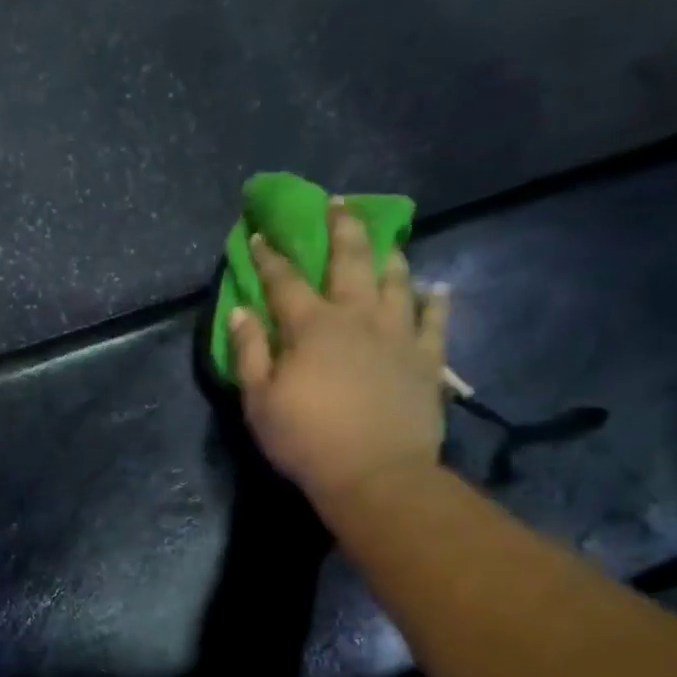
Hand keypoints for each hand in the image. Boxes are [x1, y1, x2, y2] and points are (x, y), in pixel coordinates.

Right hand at [228, 200, 451, 506]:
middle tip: (339, 202)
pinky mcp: (427, 359)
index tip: (262, 235)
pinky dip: (436, 303)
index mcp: (312, 326)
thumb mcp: (259, 402)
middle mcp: (357, 317)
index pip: (285, 281)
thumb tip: (240, 312)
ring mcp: (398, 335)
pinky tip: (437, 289)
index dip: (271, 257)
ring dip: (389, 257)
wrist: (375, 474)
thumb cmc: (307, 440)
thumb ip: (249, 353)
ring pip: (396, 282)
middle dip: (341, 228)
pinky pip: (435, 322)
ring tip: (387, 241)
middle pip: (350, 261)